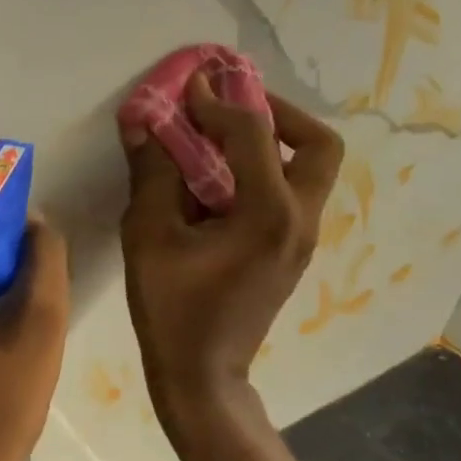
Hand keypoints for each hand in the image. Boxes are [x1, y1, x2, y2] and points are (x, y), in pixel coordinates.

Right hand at [119, 76, 342, 425]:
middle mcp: (300, 219)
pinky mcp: (292, 252)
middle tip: (233, 108)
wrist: (203, 374)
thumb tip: (141, 122)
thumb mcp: (149, 237)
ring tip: (223, 137)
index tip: (187, 86)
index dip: (216, 102)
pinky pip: (293, 193)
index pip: (253, 134)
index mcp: (269, 213)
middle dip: (278, 114)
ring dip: (274, 142)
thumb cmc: (173, 309)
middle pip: (318, 145)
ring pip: (311, 170)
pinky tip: (221, 180)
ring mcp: (302, 238)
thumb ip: (151, 174)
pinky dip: (266, 171)